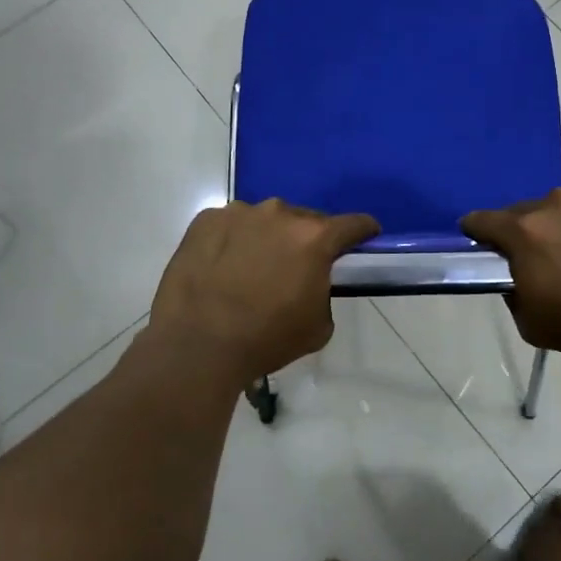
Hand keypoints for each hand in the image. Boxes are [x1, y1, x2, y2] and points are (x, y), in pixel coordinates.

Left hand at [150, 199, 379, 380]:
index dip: (363, 231)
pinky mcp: (205, 220)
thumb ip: (324, 291)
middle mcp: (279, 214)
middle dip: (307, 239)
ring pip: (265, 220)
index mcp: (314, 238)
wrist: (196, 347)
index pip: (353, 224)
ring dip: (268, 238)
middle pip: (305, 219)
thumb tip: (312, 282)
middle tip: (296, 266)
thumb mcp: (319, 326)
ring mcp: (238, 213)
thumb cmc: (266, 339)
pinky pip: (230, 225)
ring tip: (252, 269)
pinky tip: (222, 268)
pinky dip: (233, 240)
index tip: (364, 238)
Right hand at [461, 185, 560, 365]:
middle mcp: (554, 202)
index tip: (482, 243)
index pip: (483, 220)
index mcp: (524, 232)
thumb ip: (513, 294)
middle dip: (530, 233)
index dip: (477, 231)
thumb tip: (516, 276)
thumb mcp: (532, 325)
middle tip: (549, 262)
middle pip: (527, 212)